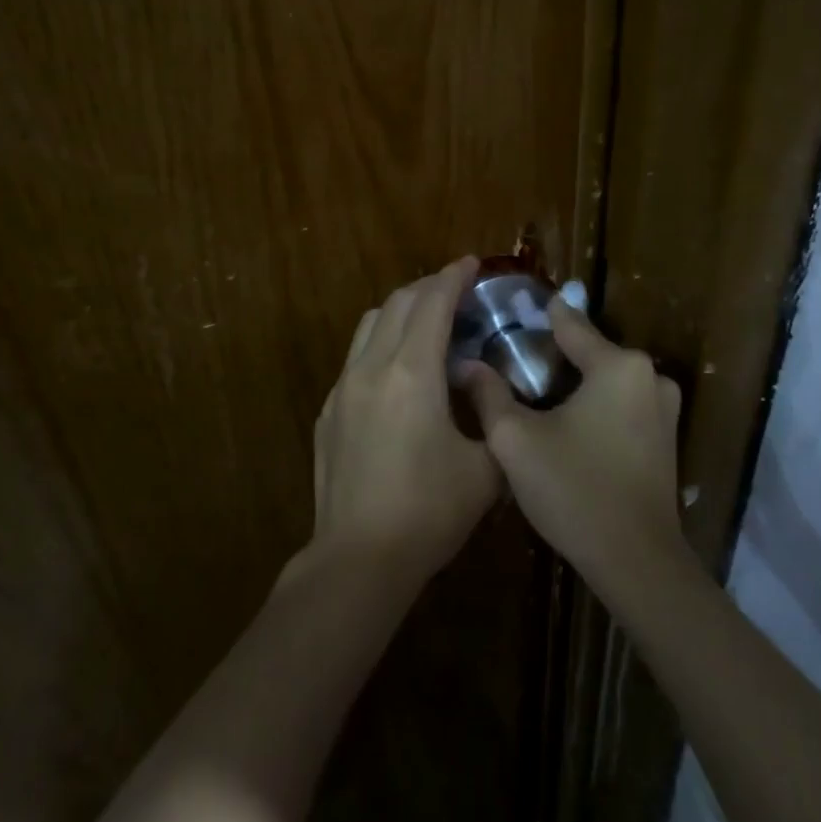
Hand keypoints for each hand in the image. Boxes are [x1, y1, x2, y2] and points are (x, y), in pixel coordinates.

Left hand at [312, 258, 500, 576]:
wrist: (359, 559)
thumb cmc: (430, 511)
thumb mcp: (485, 468)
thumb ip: (492, 417)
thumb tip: (483, 388)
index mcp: (412, 372)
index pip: (433, 303)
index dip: (454, 276)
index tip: (472, 263)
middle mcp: (371, 367)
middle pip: (398, 303)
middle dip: (428, 287)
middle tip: (456, 292)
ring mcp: (342, 388)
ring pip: (369, 325)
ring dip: (400, 312)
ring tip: (426, 325)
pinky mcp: (327, 412)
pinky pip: (355, 358)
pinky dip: (380, 345)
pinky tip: (397, 374)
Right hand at [454, 299, 684, 595]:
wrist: (637, 563)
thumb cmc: (574, 490)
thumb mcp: (516, 440)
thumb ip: (489, 395)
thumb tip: (466, 365)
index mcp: (618, 365)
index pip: (570, 323)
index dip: (538, 316)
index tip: (512, 309)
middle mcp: (649, 374)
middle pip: (590, 351)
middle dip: (553, 356)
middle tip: (512, 364)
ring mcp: (664, 407)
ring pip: (606, 379)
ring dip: (575, 383)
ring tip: (534, 395)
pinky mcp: (667, 436)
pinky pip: (622, 403)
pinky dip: (596, 406)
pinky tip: (568, 425)